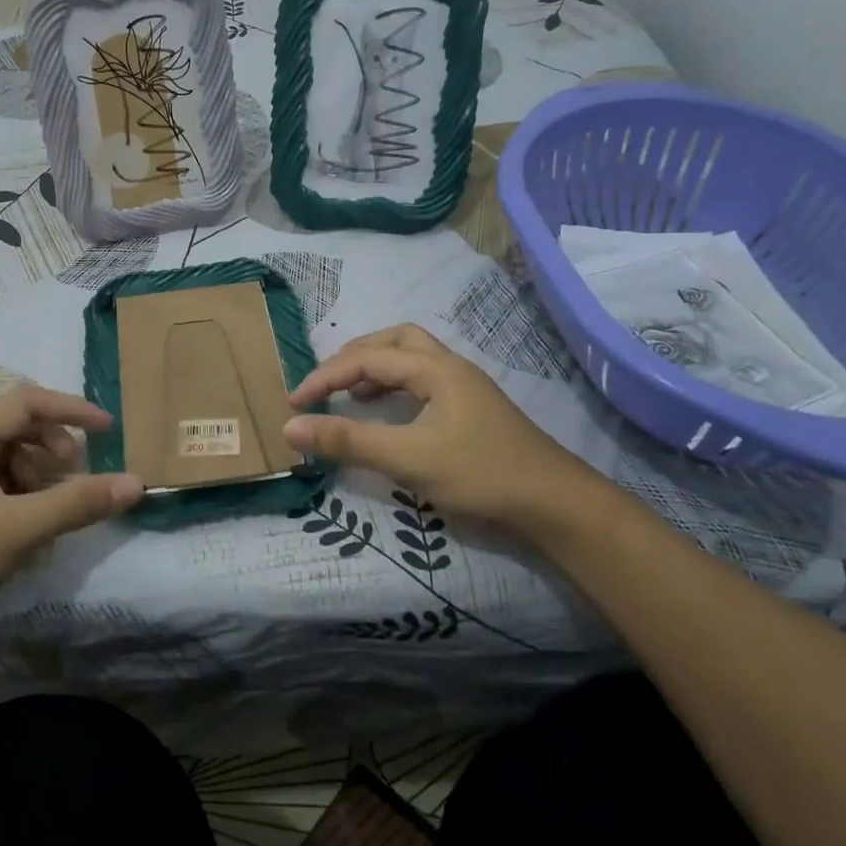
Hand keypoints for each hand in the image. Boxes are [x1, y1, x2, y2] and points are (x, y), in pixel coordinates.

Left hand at [0, 384, 141, 637]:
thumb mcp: (18, 530)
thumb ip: (77, 503)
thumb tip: (136, 483)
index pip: (26, 401)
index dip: (70, 409)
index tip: (108, 430)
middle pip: (17, 427)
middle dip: (55, 445)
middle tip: (77, 474)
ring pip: (9, 459)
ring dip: (41, 474)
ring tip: (55, 506)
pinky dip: (25, 498)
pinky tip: (33, 530)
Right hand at [282, 324, 617, 546]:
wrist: (555, 504)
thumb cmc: (480, 474)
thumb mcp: (408, 459)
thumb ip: (348, 441)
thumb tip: (291, 427)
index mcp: (434, 368)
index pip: (366, 358)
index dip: (325, 377)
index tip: (295, 402)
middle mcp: (450, 366)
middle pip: (394, 340)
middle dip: (354, 357)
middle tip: (326, 385)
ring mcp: (465, 386)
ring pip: (411, 357)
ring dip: (376, 368)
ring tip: (351, 395)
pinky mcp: (472, 408)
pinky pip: (423, 379)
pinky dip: (395, 386)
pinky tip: (389, 413)